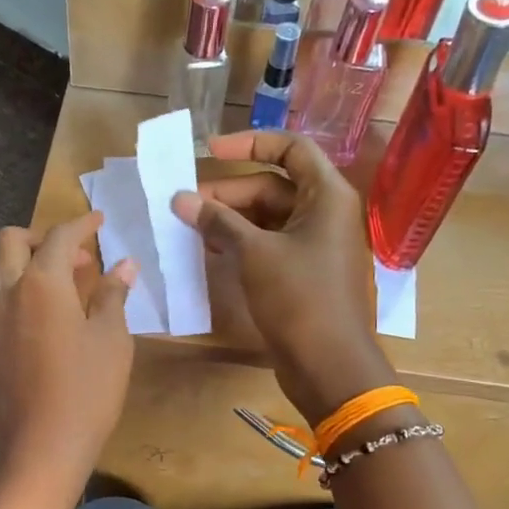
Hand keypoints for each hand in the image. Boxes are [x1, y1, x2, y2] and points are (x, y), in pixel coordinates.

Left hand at [0, 213, 135, 494]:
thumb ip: (112, 296)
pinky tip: (11, 321)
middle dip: (39, 238)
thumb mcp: (112, 341)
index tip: (98, 221)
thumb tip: (124, 264)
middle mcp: (5, 292)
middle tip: (68, 257)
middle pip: (9, 241)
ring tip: (33, 284)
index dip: (82, 225)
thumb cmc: (87, 392)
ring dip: (6, 267)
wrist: (40, 448)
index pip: (60, 237)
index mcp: (42, 283)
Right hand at [171, 131, 395, 425]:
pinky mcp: (303, 273)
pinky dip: (241, 243)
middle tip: (185, 204)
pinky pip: (269, 245)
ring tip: (190, 227)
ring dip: (230, 220)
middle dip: (228, 193)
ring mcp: (315, 246)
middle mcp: (324, 214)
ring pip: (267, 218)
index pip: (290, 149)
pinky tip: (209, 249)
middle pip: (273, 186)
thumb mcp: (254, 253)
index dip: (250, 143)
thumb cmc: (298, 298)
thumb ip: (218, 221)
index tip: (209, 151)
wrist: (329, 365)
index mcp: (327, 195)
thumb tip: (180, 199)